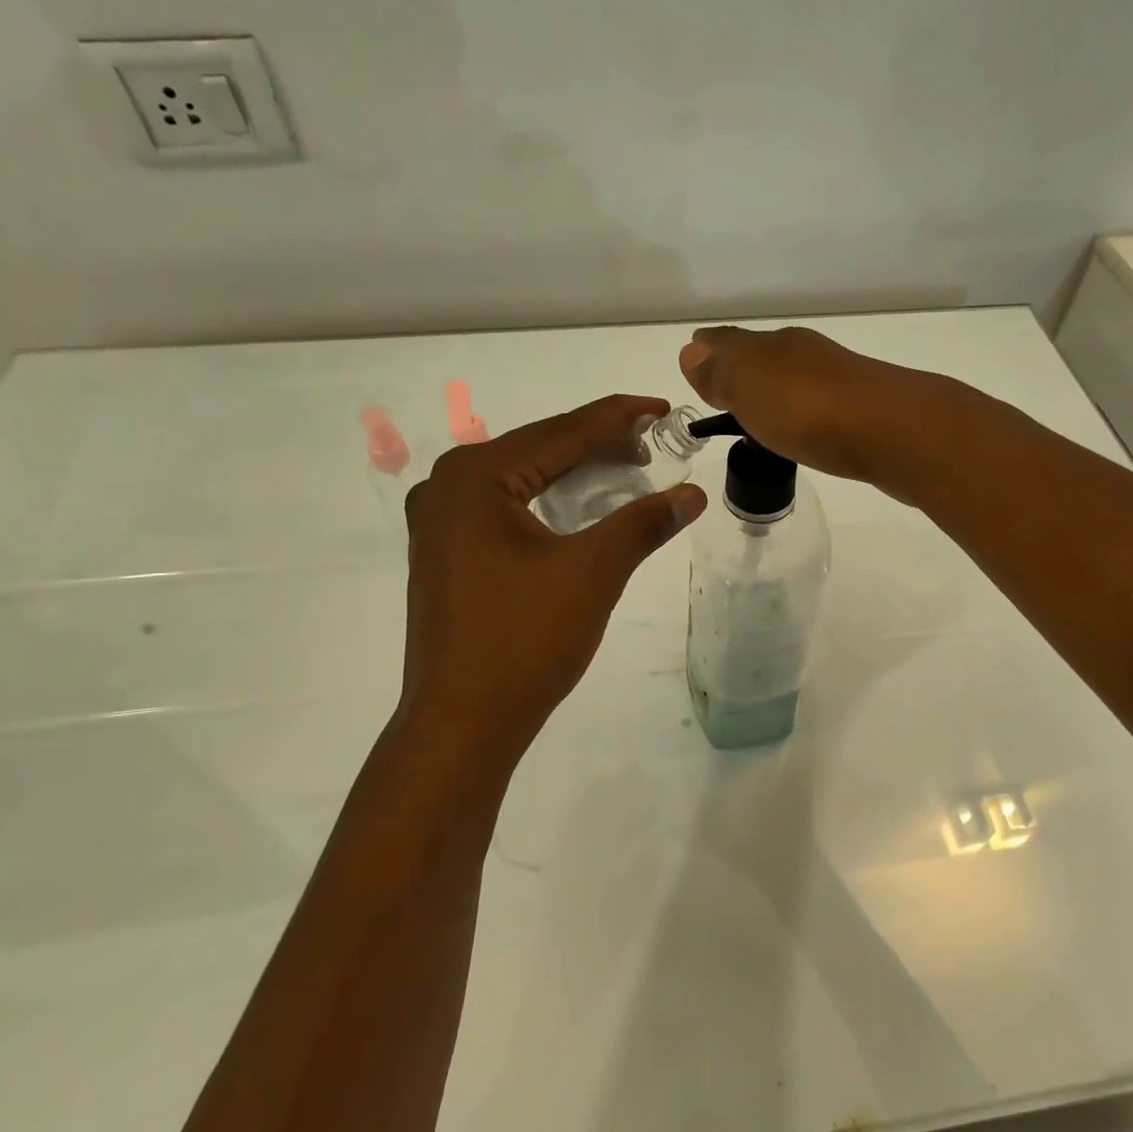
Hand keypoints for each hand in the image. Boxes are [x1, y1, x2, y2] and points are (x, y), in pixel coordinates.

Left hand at [396, 395, 704, 763]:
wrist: (460, 723)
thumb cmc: (524, 640)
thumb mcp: (592, 573)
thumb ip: (643, 523)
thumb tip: (693, 493)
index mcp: (475, 477)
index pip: (561, 432)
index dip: (618, 417)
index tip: (663, 407)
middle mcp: (448, 487)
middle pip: (539, 450)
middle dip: (599, 445)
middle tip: (654, 444)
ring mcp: (439, 522)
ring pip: (522, 480)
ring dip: (575, 474)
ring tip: (628, 470)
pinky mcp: (445, 553)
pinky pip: (506, 508)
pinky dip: (549, 502)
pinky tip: (580, 508)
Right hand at [678, 326, 944, 494]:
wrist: (897, 433)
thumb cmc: (809, 410)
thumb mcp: (749, 388)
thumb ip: (720, 371)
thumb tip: (692, 351)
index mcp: (774, 345)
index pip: (730, 342)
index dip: (709, 354)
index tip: (695, 364)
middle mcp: (807, 355)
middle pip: (764, 358)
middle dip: (741, 371)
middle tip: (723, 395)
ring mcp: (840, 381)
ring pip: (795, 380)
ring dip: (775, 393)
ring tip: (760, 418)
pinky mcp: (865, 411)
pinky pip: (820, 406)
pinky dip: (804, 414)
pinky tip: (805, 432)